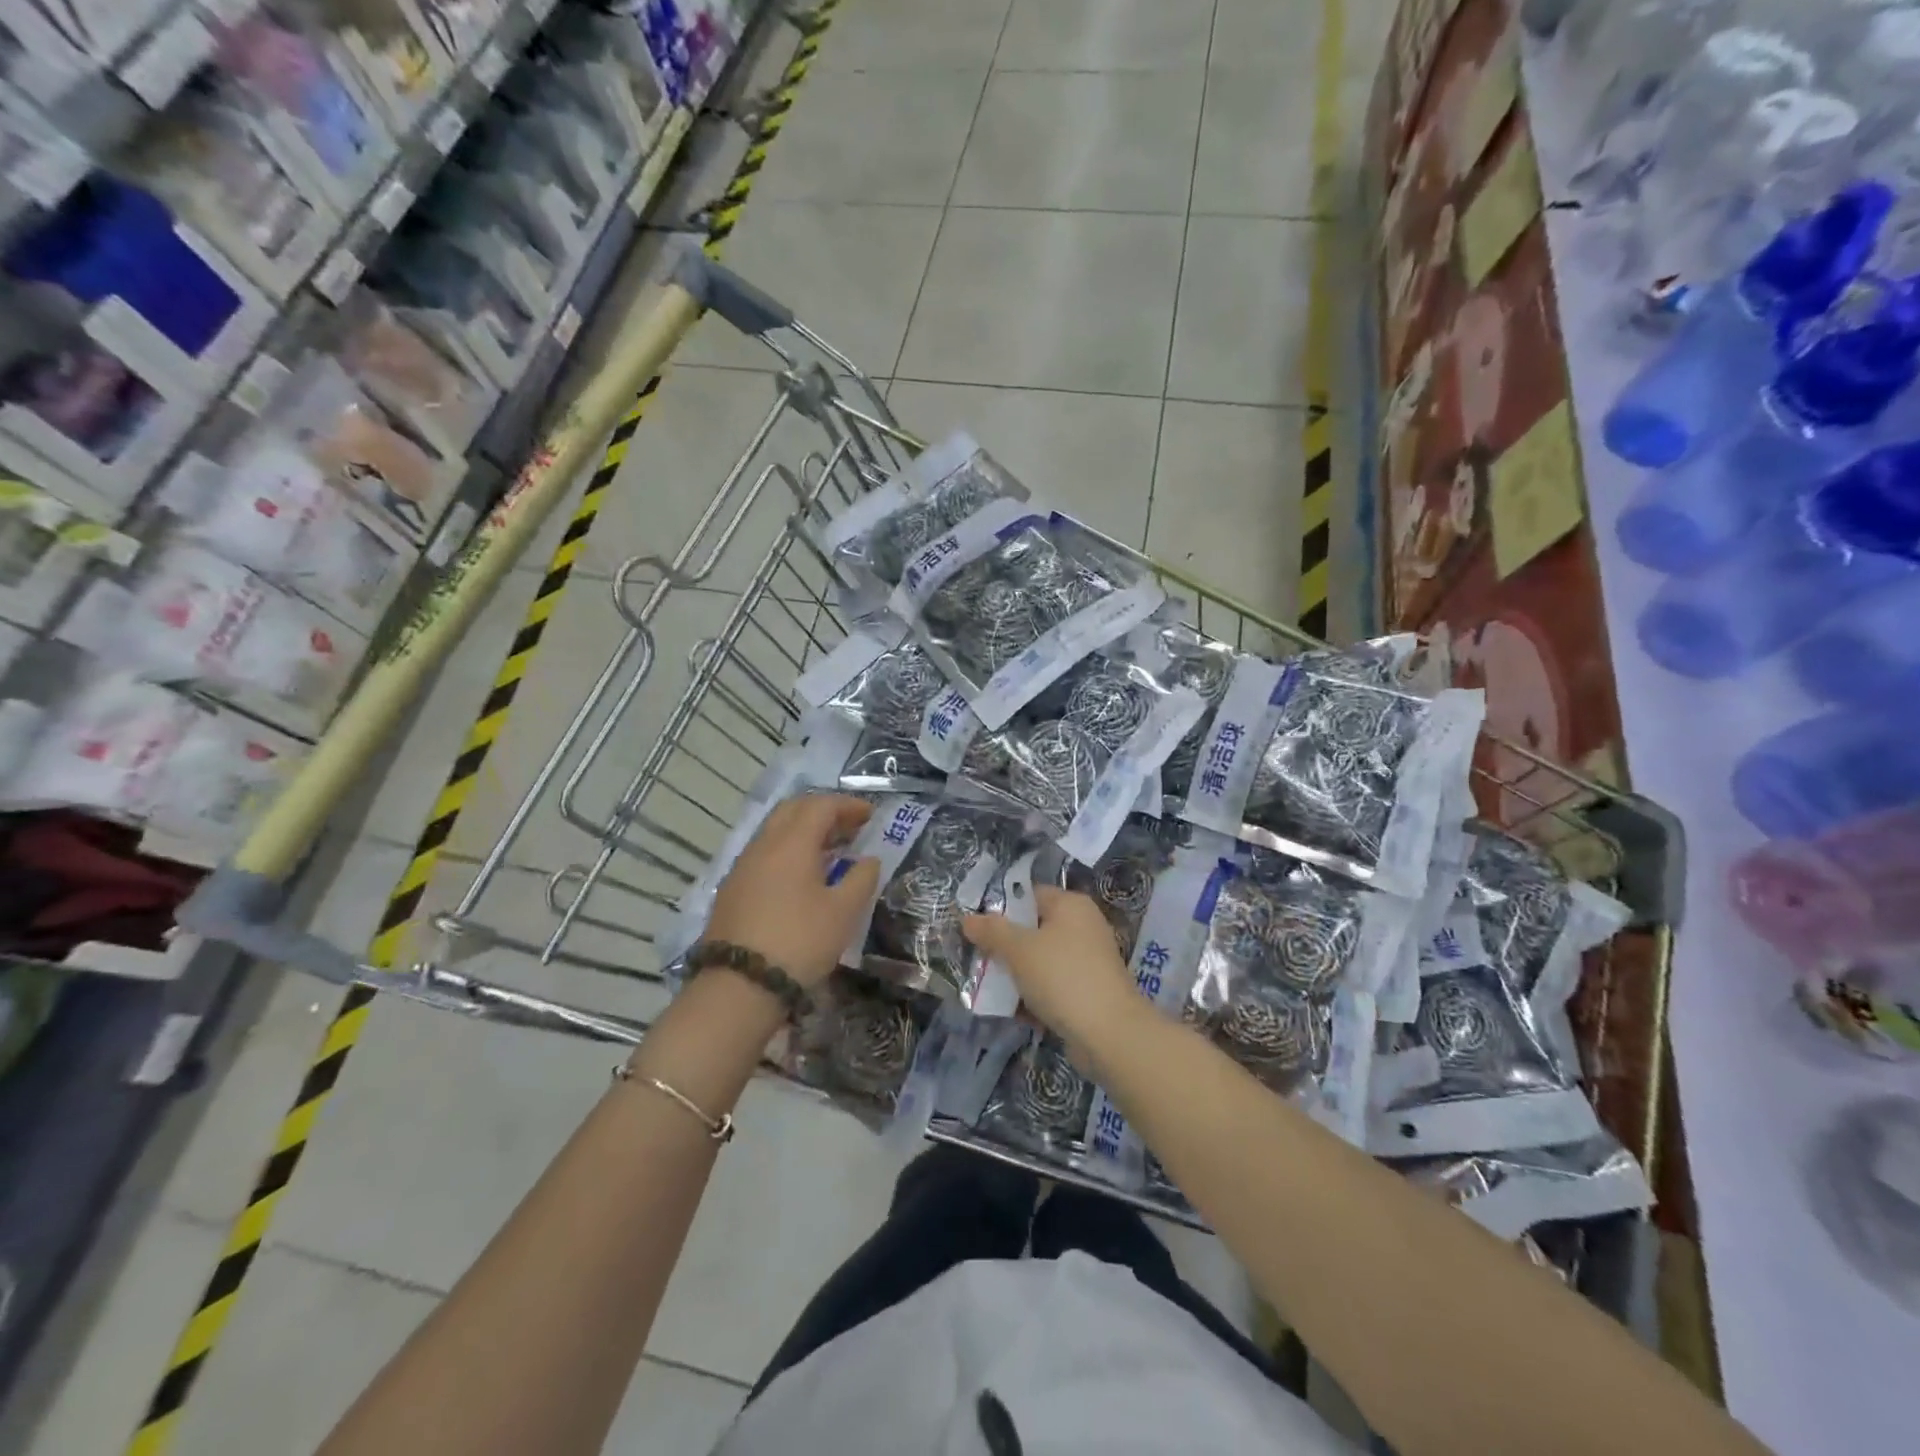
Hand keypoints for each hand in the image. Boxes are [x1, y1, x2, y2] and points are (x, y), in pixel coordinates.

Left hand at [704, 795, 880, 986]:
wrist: (739, 986)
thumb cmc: (799, 941)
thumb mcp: (843, 912)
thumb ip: (862, 878)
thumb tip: (869, 859)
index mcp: (792, 843)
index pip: (821, 806)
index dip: (848, 806)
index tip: (871, 815)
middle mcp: (764, 845)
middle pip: (793, 809)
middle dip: (823, 811)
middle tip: (849, 827)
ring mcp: (743, 866)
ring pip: (775, 831)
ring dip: (804, 831)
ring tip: (830, 851)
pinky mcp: (732, 889)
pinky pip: (764, 853)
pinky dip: (787, 851)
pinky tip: (801, 876)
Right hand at [963, 886, 1136, 1045]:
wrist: (1110, 1034)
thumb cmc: (1062, 977)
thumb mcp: (1019, 950)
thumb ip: (991, 931)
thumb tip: (968, 919)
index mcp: (1070, 905)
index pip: (1029, 894)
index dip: (1000, 908)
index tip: (975, 927)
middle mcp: (1083, 926)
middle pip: (1033, 928)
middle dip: (1004, 946)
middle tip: (977, 959)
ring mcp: (1088, 960)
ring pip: (1041, 960)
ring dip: (1016, 974)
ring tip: (988, 988)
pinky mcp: (1088, 991)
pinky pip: (1053, 985)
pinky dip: (1034, 995)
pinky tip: (1013, 1010)